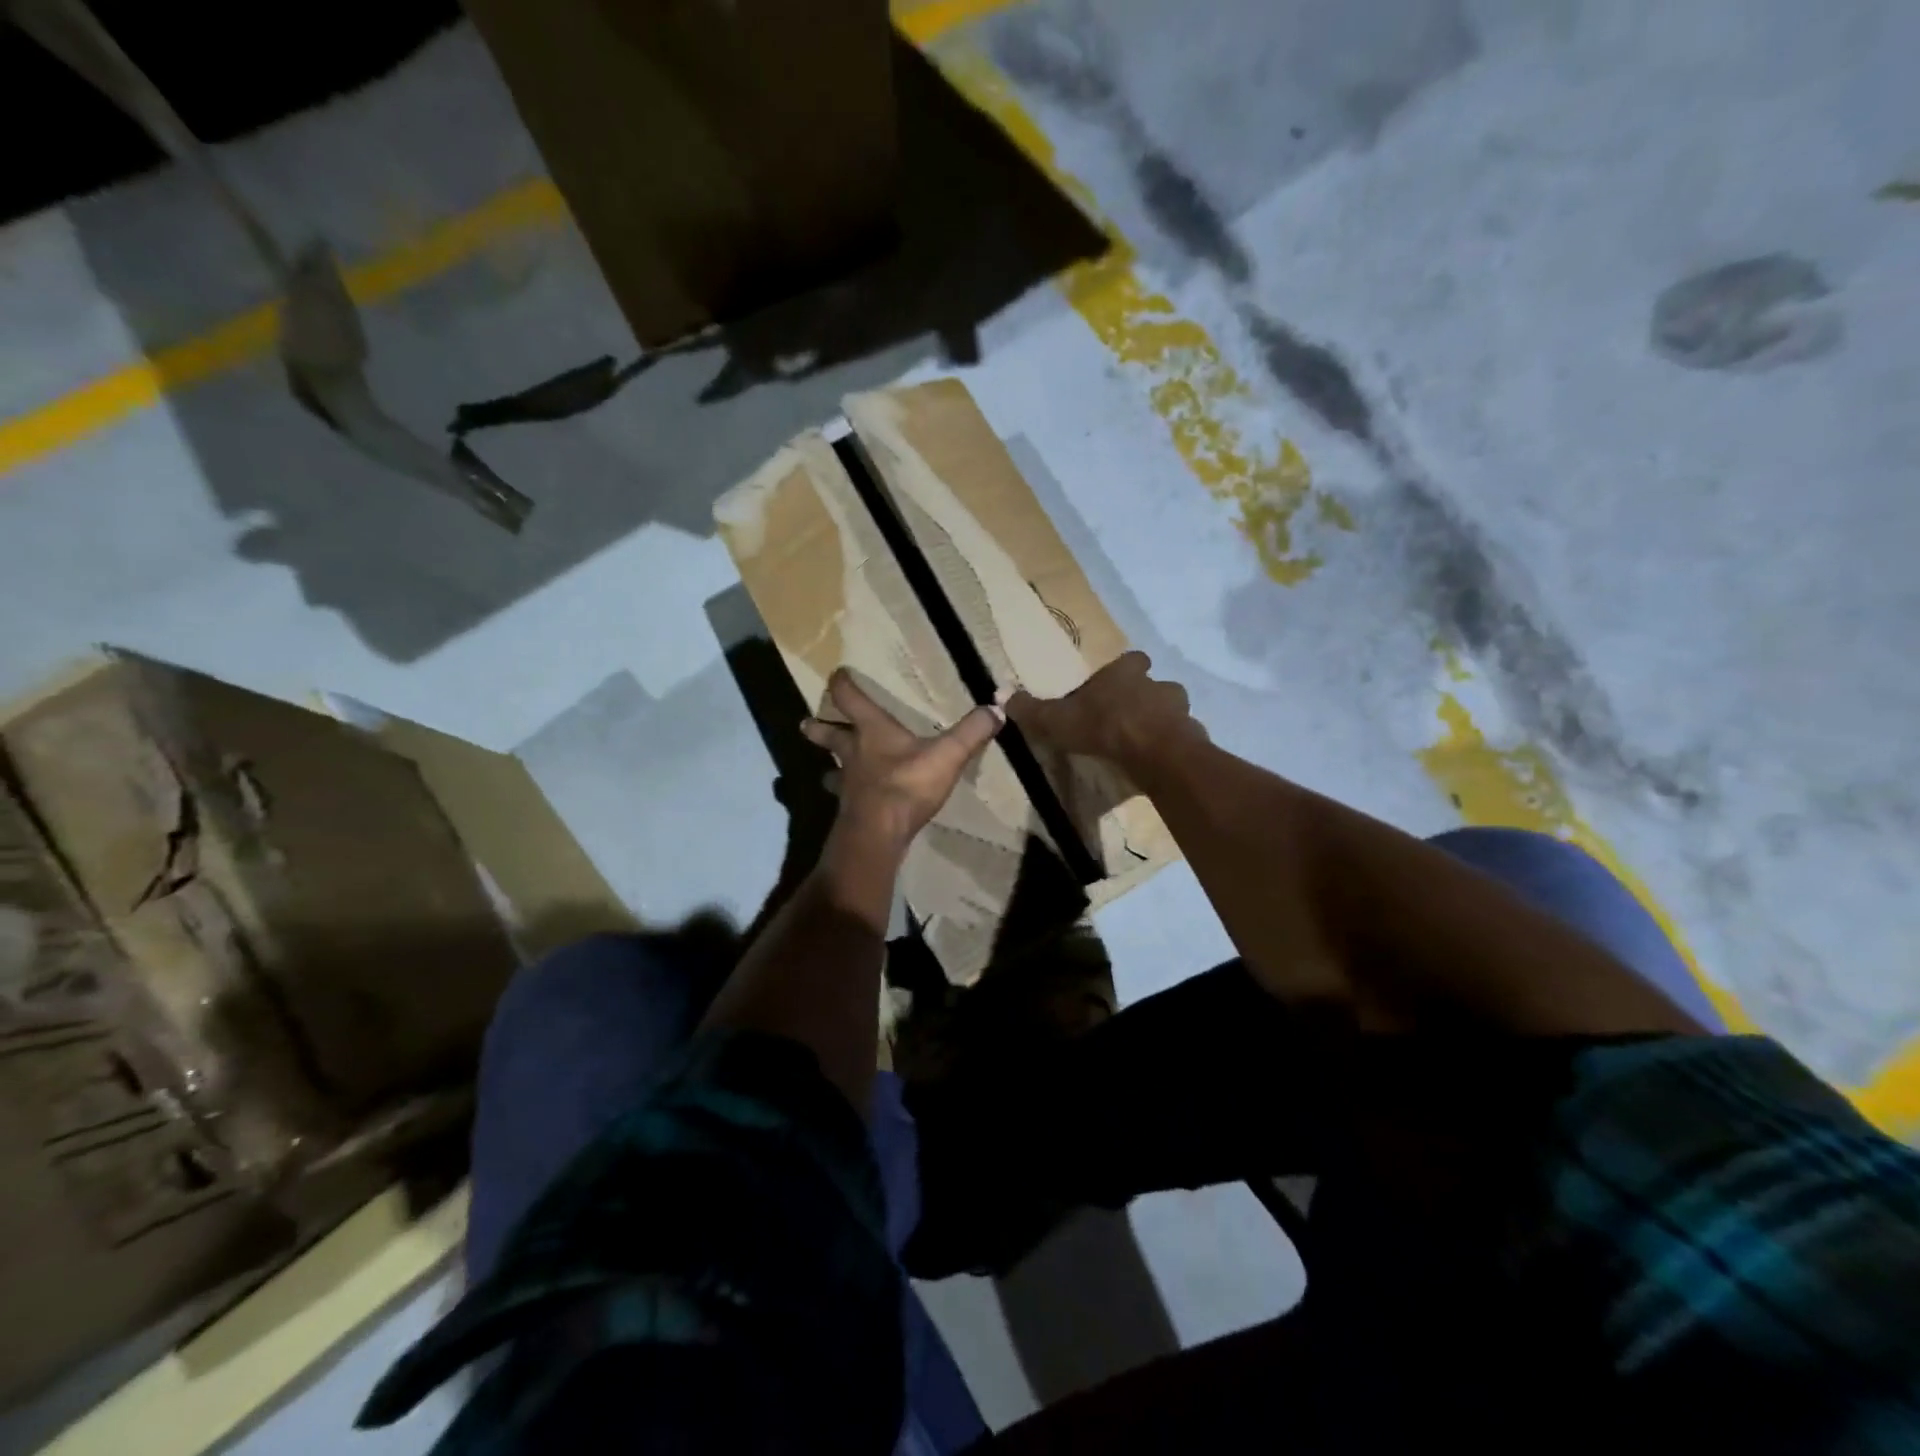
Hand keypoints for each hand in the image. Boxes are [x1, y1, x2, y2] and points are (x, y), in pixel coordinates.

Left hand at [802, 669, 1003, 852]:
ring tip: (825, 771)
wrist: (879, 832)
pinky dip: (844, 796)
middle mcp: (853, 752)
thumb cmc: (907, 785)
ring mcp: (848, 783)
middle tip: (805, 724)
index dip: (842, 684)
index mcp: (872, 731)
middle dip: (818, 728)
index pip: (850, 698)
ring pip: (832, 769)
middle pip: (829, 735)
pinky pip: (844, 797)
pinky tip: (849, 803)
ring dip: (828, 767)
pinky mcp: (850, 809)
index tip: (837, 674)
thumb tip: (997, 708)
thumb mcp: (947, 755)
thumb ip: (972, 731)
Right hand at [1005, 652, 1203, 772]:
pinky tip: (1160, 762)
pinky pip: (1183, 738)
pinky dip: (1173, 747)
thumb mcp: (1058, 719)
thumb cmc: (1104, 727)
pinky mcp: (1193, 737)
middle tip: (1128, 717)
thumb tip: (1001, 695)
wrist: (1155, 753)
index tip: (1115, 685)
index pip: (1132, 660)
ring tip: (1146, 742)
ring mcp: (1180, 710)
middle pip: (1155, 684)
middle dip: (1145, 697)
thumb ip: (1032, 710)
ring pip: (1173, 710)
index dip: (1125, 670)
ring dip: (1162, 721)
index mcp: (1126, 673)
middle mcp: (1157, 684)